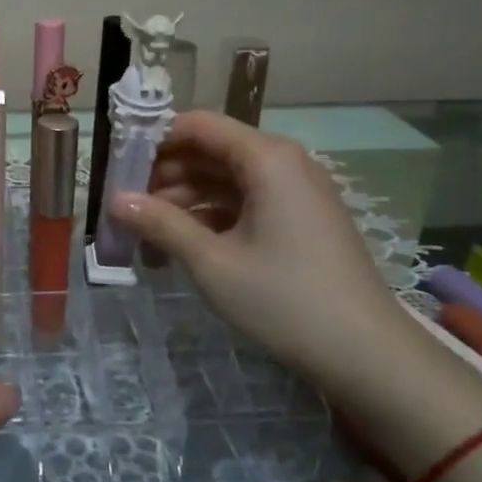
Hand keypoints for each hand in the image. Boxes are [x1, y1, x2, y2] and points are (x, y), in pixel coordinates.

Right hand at [106, 111, 415, 388]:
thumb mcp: (212, 262)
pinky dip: (209, 218)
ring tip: (145, 237)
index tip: (116, 168)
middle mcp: (282, 162)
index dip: (152, 140)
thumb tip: (114, 201)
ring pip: (222, 180)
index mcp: (266, 157)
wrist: (368, 356)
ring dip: (182, 201)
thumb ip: (160, 224)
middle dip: (163, 176)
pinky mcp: (297, 219)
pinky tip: (180, 247)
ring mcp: (292, 192)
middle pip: (208, 151)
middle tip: (125, 208)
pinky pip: (242, 203)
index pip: (197, 125)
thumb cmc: (285, 299)